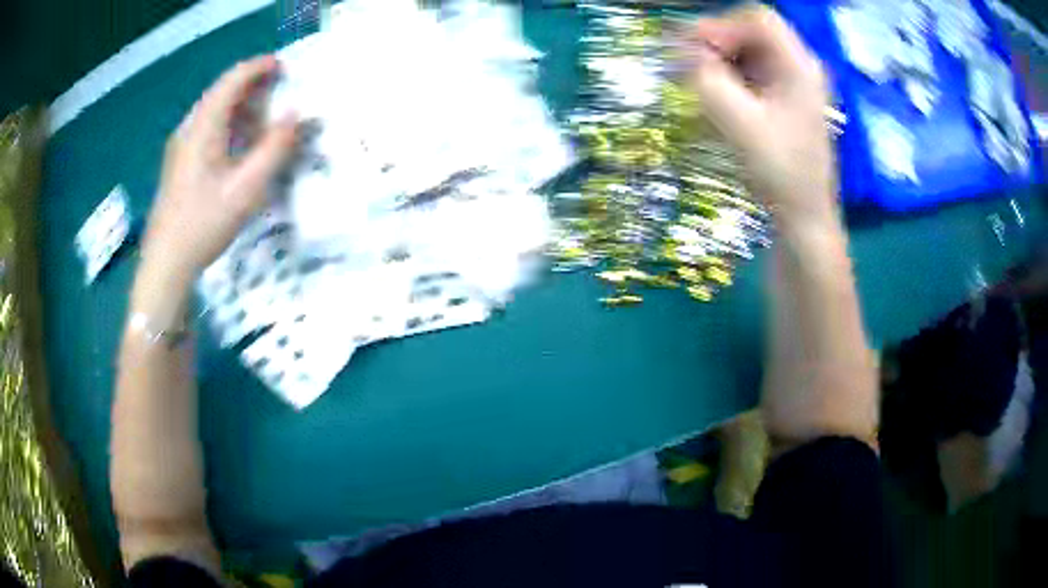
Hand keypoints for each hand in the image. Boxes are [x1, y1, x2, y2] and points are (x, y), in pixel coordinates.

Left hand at [141, 55, 298, 286]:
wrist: (166, 263)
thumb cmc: (204, 224)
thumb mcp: (247, 189)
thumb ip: (275, 148)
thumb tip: (295, 115)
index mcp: (203, 128)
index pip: (232, 81)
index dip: (258, 68)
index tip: (284, 66)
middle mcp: (189, 129)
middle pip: (220, 92)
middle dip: (250, 84)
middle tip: (279, 88)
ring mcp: (180, 146)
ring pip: (212, 110)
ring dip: (238, 104)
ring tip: (263, 112)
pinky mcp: (178, 163)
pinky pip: (205, 128)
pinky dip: (227, 122)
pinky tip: (238, 140)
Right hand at [686, 6, 835, 226]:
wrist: (804, 219)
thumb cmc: (781, 174)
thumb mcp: (740, 124)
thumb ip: (707, 80)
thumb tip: (678, 50)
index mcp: (800, 66)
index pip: (757, 19)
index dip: (721, 26)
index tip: (692, 50)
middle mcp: (800, 68)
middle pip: (752, 32)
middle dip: (716, 43)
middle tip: (688, 66)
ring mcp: (794, 85)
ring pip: (749, 52)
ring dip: (719, 61)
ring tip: (697, 84)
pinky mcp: (785, 101)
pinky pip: (751, 74)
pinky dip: (728, 78)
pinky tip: (715, 98)